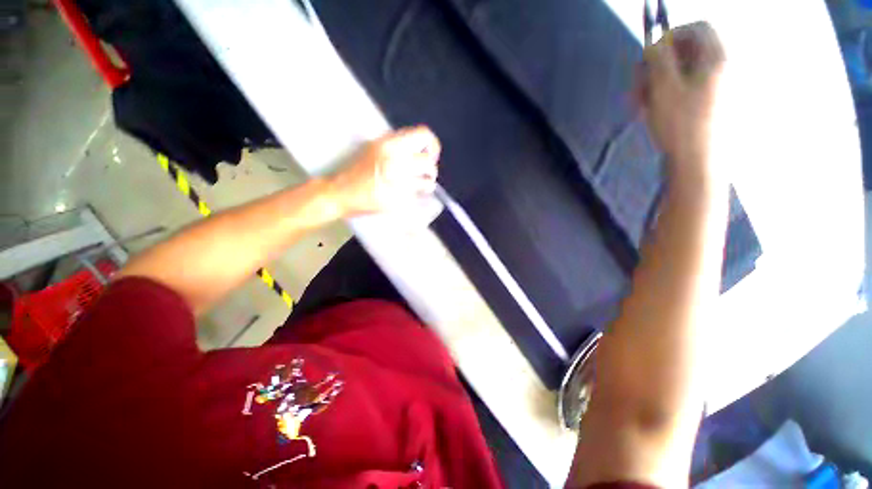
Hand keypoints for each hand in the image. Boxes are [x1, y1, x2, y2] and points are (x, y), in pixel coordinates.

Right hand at [327, 126, 440, 216]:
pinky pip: (418, 198)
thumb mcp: (374, 148)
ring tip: (420, 186)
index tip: (430, 154)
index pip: (424, 135)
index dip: (432, 145)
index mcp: (390, 145)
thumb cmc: (356, 170)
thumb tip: (419, 149)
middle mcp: (397, 162)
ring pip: (428, 183)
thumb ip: (397, 146)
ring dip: (427, 185)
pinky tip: (407, 197)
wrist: (341, 193)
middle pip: (429, 163)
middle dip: (430, 170)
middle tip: (424, 174)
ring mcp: (399, 184)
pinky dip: (416, 198)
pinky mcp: (399, 201)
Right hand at [638, 22, 725, 181]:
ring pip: (681, 71)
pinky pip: (684, 88)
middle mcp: (720, 68)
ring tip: (639, 103)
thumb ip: (659, 59)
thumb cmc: (681, 124)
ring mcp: (714, 87)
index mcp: (717, 59)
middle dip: (657, 65)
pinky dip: (665, 94)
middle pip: (687, 51)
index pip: (698, 28)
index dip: (672, 35)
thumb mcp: (664, 88)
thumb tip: (654, 44)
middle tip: (638, 86)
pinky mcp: (707, 103)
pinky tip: (650, 110)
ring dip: (656, 82)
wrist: (696, 161)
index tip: (650, 55)